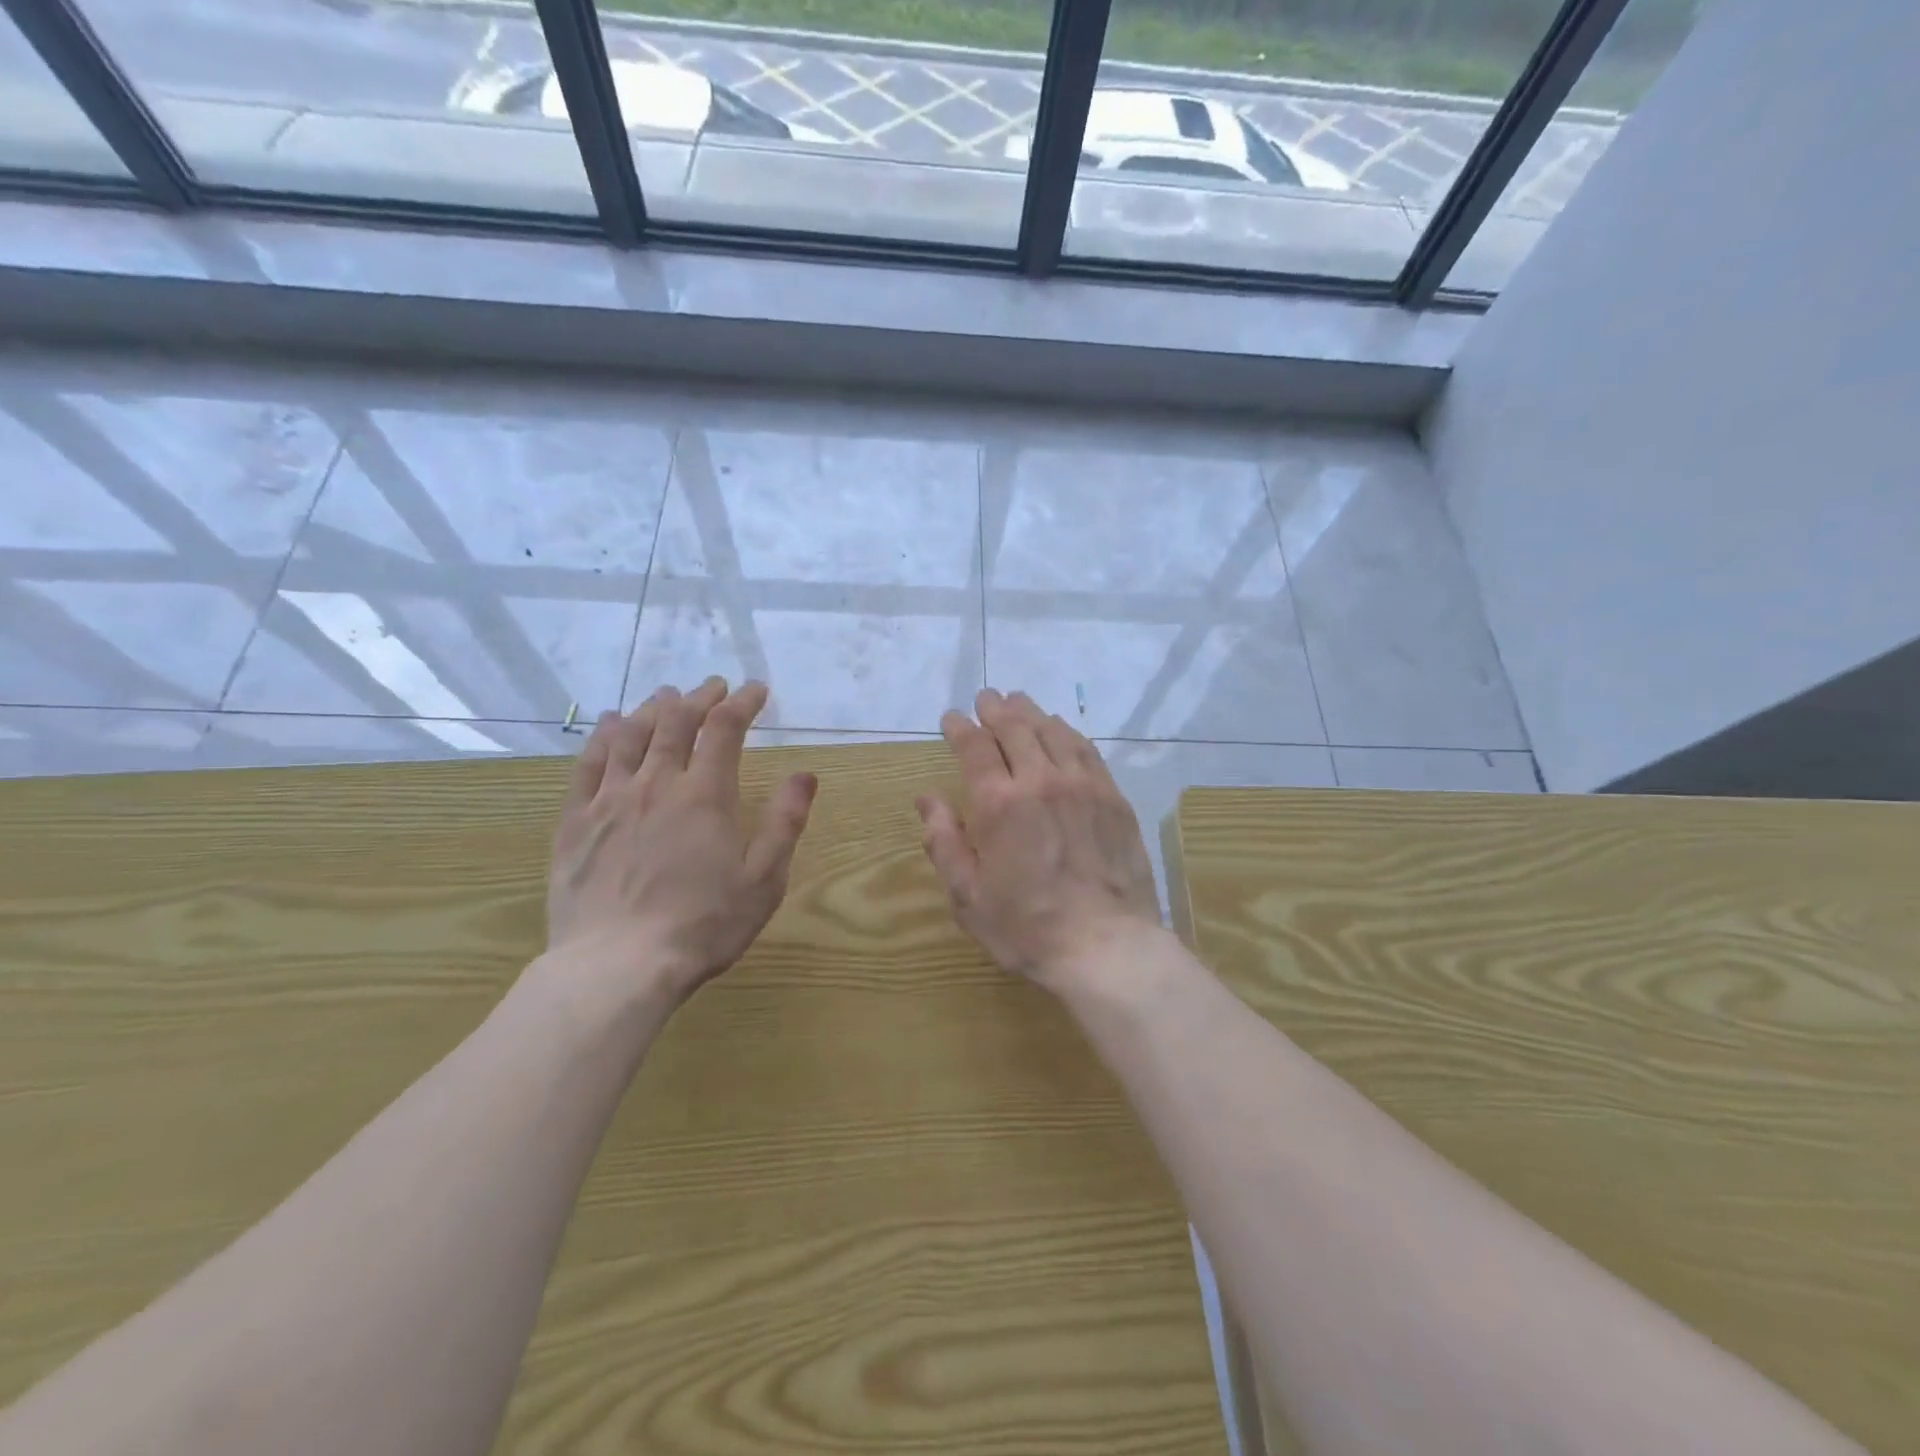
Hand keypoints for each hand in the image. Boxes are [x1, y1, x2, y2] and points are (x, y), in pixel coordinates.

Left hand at [547, 678, 816, 1002]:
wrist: (618, 967)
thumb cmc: (704, 925)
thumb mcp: (764, 880)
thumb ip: (785, 823)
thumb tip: (805, 774)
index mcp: (705, 794)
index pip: (724, 729)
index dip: (742, 703)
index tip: (756, 690)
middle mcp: (656, 783)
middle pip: (676, 722)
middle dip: (699, 697)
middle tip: (714, 686)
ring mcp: (610, 799)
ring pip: (630, 734)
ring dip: (652, 708)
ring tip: (667, 695)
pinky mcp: (576, 821)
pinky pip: (588, 764)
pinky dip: (602, 735)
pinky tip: (609, 723)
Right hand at [916, 688, 1161, 994]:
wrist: (1105, 946)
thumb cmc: (1026, 928)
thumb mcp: (968, 896)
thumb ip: (944, 842)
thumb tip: (927, 798)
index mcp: (999, 804)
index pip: (975, 748)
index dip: (960, 728)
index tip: (951, 718)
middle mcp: (1040, 781)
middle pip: (1015, 728)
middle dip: (995, 709)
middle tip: (986, 698)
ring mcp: (1082, 785)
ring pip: (1052, 732)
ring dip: (1031, 713)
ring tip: (1019, 702)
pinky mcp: (1112, 797)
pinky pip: (1087, 750)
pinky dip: (1067, 732)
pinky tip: (1061, 729)